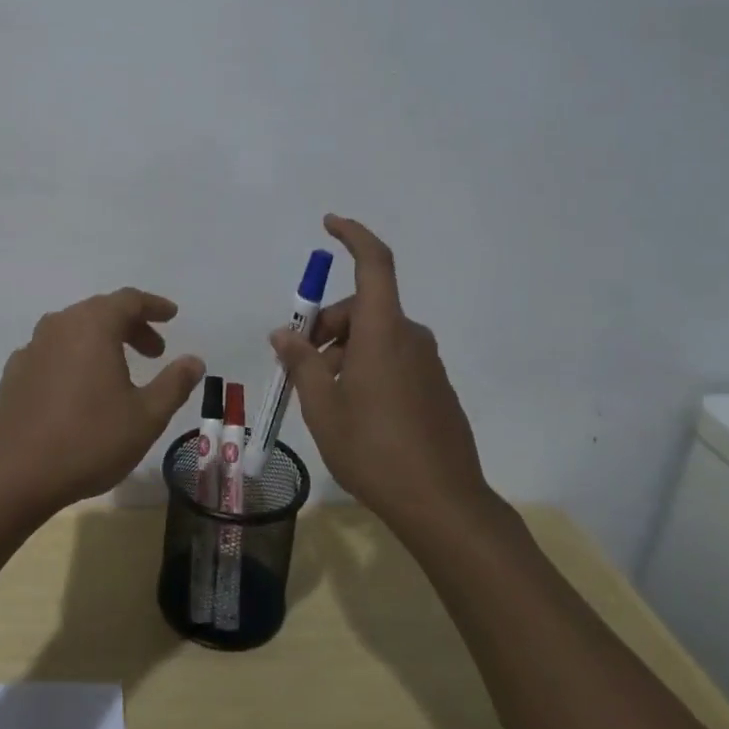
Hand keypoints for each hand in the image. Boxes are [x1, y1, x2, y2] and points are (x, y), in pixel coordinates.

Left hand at [0, 288, 204, 516]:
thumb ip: (174, 384)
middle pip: (100, 311)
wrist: (15, 475)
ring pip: (74, 329)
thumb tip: (194, 360)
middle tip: (154, 352)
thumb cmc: (90, 440)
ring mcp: (32, 347)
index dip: (154, 306)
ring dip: (102, 340)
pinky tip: (80, 387)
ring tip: (120, 369)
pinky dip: (74, 357)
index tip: (171, 316)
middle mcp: (60, 325)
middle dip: (131, 326)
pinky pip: (53, 351)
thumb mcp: (146, 417)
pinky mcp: (15, 371)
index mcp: (93, 326)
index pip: (129, 300)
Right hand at [271, 215, 497, 536]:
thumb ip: (301, 362)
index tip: (329, 223)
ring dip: (344, 350)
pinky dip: (367, 366)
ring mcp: (428, 364)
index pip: (374, 263)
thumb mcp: (323, 407)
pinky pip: (394, 359)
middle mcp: (410, 338)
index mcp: (384, 332)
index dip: (353, 235)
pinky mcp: (436, 388)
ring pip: (377, 336)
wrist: (444, 505)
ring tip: (322, 394)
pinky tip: (353, 409)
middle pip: (364, 307)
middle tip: (300, 361)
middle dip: (327, 323)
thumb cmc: (374, 450)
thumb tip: (284, 333)